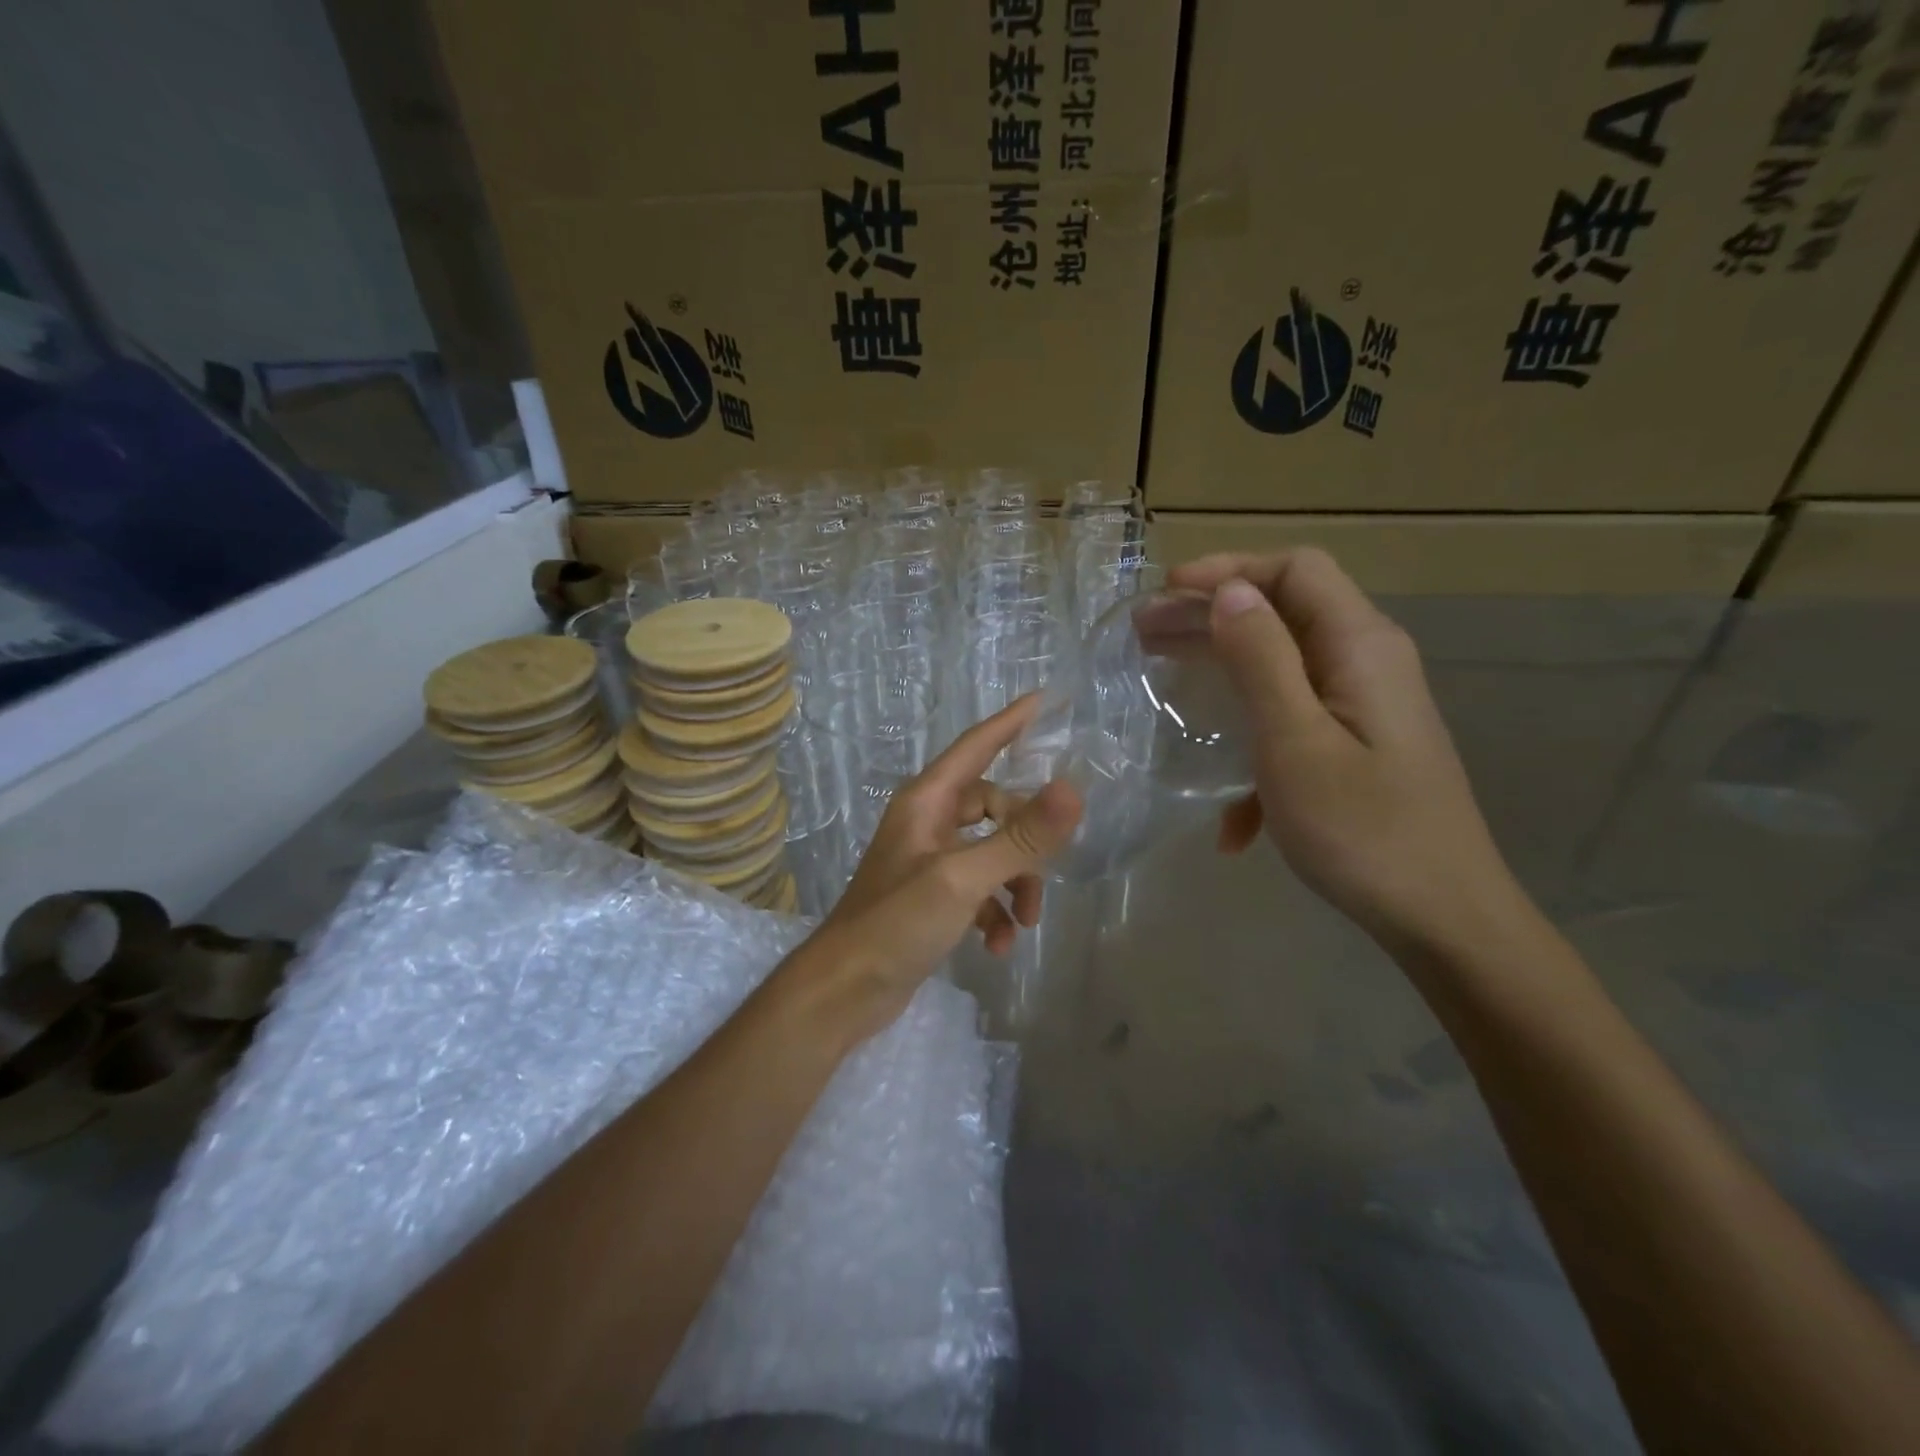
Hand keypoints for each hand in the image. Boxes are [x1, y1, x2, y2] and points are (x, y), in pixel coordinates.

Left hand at [795, 696, 1081, 1042]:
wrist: (844, 990)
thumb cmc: (897, 923)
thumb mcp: (963, 878)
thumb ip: (1019, 838)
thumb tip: (1073, 790)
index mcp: (927, 801)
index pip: (976, 746)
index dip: (1009, 722)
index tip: (1043, 700)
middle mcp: (927, 822)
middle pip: (994, 806)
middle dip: (1025, 840)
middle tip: (1043, 870)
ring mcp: (929, 860)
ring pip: (991, 852)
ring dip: (1015, 884)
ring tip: (1025, 922)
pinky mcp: (932, 897)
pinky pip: (978, 889)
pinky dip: (994, 912)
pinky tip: (997, 946)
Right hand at [1167, 548, 1517, 951]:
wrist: (1444, 919)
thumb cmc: (1363, 830)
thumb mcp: (1295, 742)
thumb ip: (1262, 661)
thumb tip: (1230, 592)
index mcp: (1360, 647)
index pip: (1295, 570)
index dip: (1229, 569)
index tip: (1166, 592)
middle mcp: (1368, 662)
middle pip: (1284, 611)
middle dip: (1210, 616)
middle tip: (1144, 634)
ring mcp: (1365, 706)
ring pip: (1282, 665)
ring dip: (1221, 669)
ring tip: (1161, 681)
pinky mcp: (1358, 745)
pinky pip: (1295, 721)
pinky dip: (1255, 747)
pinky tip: (1229, 819)